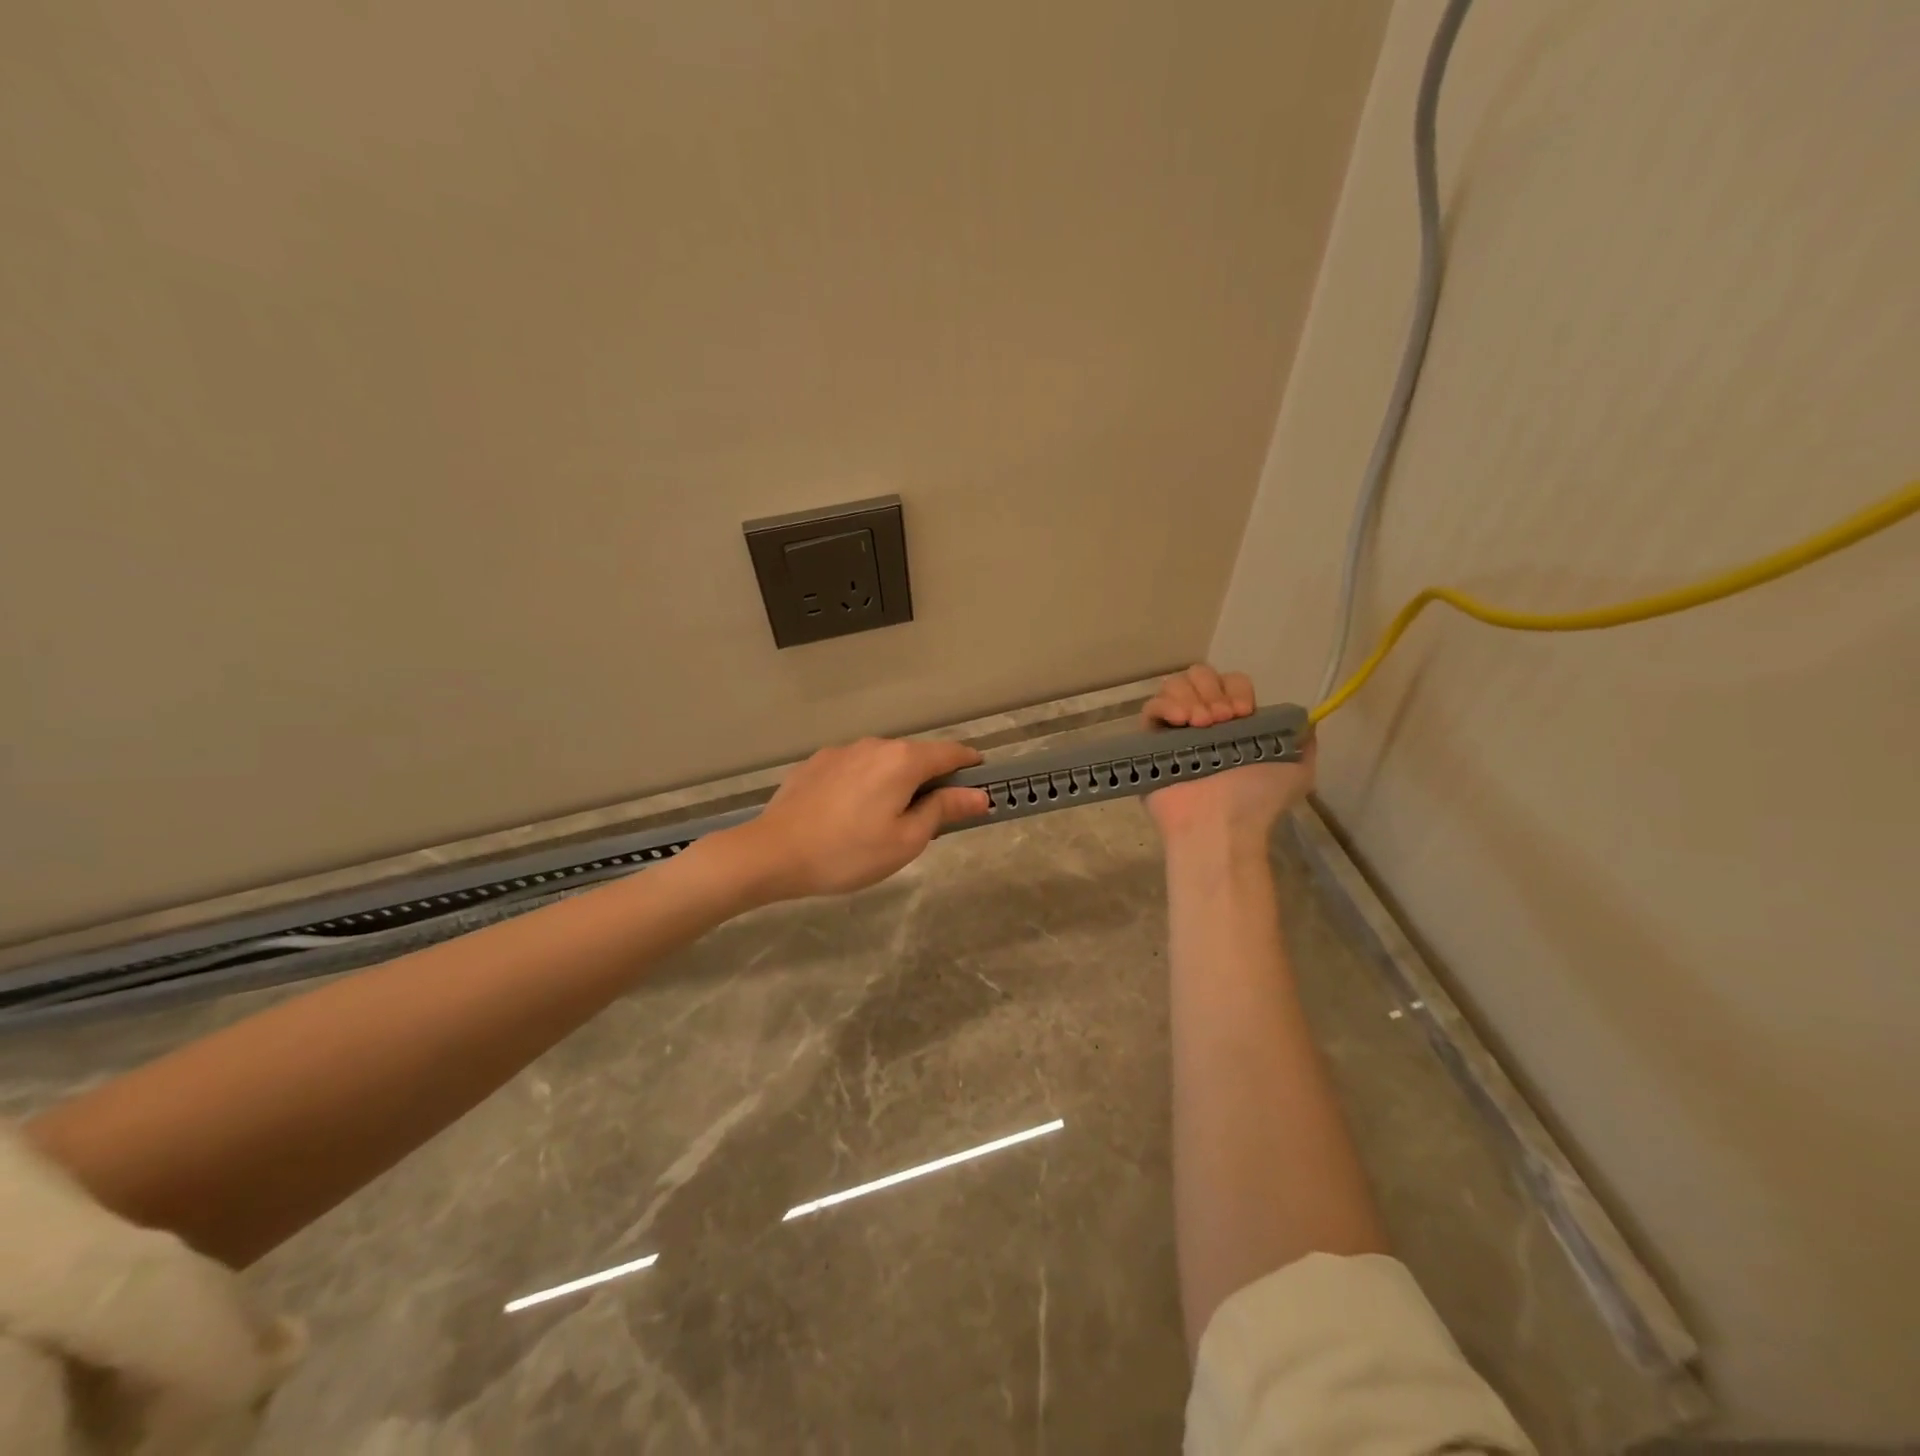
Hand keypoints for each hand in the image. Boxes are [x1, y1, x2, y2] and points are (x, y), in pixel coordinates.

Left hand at [718, 737, 989, 902]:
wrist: (772, 853)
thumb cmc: (848, 852)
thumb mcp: (906, 840)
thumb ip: (943, 810)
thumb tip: (979, 794)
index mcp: (903, 761)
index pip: (951, 752)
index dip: (971, 765)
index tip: (980, 783)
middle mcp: (874, 745)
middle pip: (916, 756)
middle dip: (931, 779)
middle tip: (931, 818)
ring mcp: (842, 751)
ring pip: (883, 761)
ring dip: (896, 781)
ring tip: (886, 820)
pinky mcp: (816, 763)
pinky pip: (855, 768)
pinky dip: (866, 784)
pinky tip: (851, 814)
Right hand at [1142, 665, 1315, 847]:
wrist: (1221, 824)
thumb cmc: (1256, 799)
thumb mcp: (1298, 771)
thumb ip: (1302, 740)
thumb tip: (1305, 718)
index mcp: (1235, 724)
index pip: (1230, 682)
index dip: (1236, 689)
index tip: (1242, 713)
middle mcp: (1204, 722)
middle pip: (1200, 675)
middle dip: (1212, 690)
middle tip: (1221, 721)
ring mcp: (1175, 731)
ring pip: (1174, 685)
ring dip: (1191, 697)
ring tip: (1200, 725)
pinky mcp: (1150, 742)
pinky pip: (1150, 709)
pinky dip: (1166, 705)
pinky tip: (1181, 722)